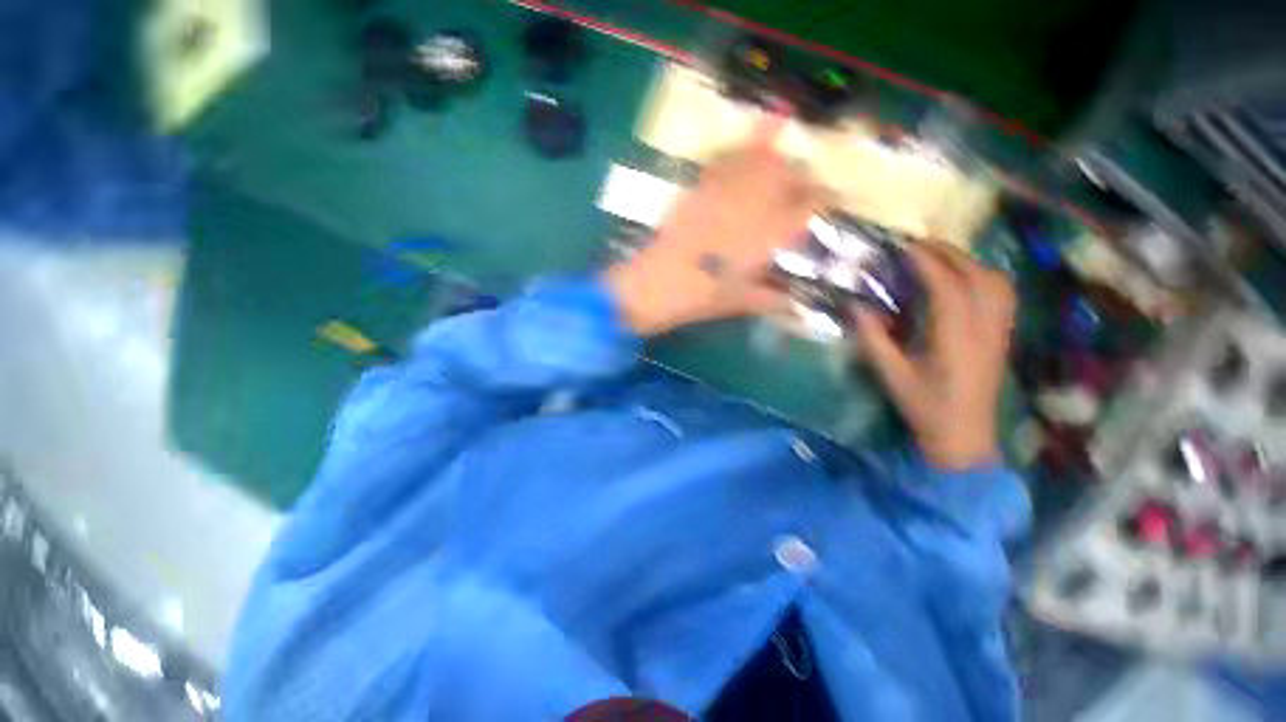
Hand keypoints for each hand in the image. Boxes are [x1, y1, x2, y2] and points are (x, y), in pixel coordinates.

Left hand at [603, 142, 815, 335]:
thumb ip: (772, 298)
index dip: (824, 202)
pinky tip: (769, 123)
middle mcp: (755, 204)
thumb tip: (792, 300)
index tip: (826, 206)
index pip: (812, 205)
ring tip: (782, 171)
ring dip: (780, 162)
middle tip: (799, 197)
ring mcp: (726, 190)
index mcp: (771, 234)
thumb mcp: (741, 302)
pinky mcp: (701, 186)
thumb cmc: (701, 298)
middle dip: (802, 182)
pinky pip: (730, 156)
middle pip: (791, 175)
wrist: (655, 285)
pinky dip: (751, 140)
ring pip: (764, 160)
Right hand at [855, 242, 1015, 470]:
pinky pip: (1002, 294)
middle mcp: (983, 329)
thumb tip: (856, 306)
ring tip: (940, 258)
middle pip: (977, 277)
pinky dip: (984, 276)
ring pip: (996, 281)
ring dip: (969, 261)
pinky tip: (966, 279)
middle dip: (948, 254)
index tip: (905, 247)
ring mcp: (998, 331)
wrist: (964, 436)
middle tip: (917, 246)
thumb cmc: (924, 407)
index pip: (948, 288)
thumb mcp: (891, 375)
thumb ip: (874, 339)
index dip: (927, 263)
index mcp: (954, 340)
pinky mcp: (1002, 336)